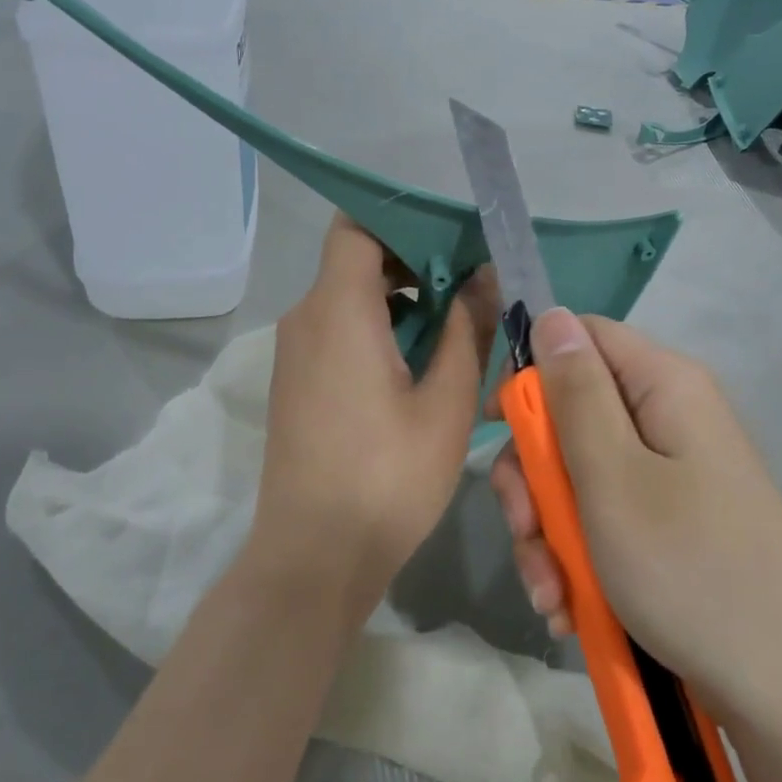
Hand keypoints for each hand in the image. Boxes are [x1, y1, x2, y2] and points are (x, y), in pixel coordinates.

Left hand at [252, 216, 498, 601]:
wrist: (314, 557)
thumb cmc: (387, 478)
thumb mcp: (445, 404)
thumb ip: (466, 330)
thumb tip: (485, 278)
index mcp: (337, 311)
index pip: (357, 227)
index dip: (404, 224)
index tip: (455, 246)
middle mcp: (305, 319)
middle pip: (355, 261)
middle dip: (414, 265)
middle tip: (471, 289)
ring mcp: (295, 353)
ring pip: (348, 298)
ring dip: (399, 302)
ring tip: (455, 329)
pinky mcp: (297, 383)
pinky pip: (337, 331)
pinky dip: (377, 330)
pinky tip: (419, 366)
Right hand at [489, 309, 781, 721]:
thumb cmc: (688, 569)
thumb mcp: (612, 477)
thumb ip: (575, 393)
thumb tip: (551, 316)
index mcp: (665, 386)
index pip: (582, 339)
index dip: (531, 374)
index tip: (496, 429)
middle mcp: (670, 420)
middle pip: (572, 417)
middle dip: (534, 479)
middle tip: (526, 532)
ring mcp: (673, 477)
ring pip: (580, 479)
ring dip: (550, 534)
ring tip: (551, 595)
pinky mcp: (671, 526)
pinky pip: (606, 521)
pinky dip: (580, 560)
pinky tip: (571, 609)